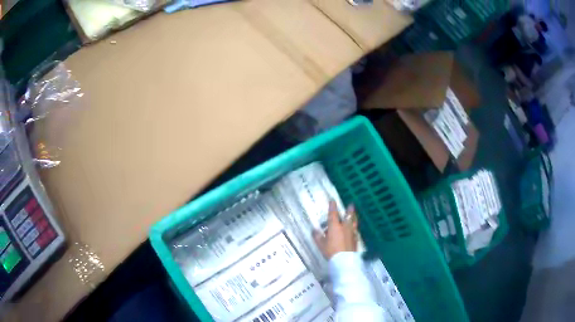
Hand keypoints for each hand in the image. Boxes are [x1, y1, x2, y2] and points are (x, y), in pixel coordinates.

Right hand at [312, 201, 357, 259]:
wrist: (344, 260)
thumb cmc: (331, 251)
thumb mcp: (321, 244)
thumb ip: (317, 237)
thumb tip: (314, 230)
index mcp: (334, 226)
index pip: (333, 214)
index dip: (332, 206)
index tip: (332, 200)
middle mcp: (344, 227)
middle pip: (348, 216)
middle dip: (349, 210)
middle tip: (351, 204)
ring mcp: (351, 233)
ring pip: (353, 222)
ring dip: (353, 217)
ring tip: (354, 214)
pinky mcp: (355, 239)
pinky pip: (355, 230)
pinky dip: (354, 227)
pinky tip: (354, 229)